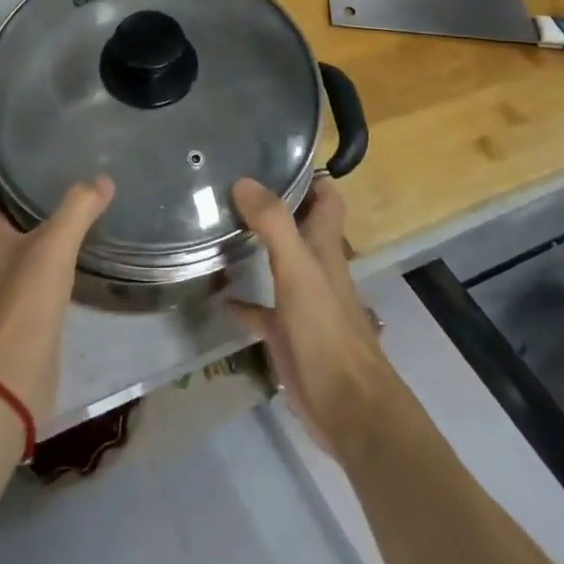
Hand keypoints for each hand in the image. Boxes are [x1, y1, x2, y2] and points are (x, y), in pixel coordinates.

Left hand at [0, 145, 112, 418]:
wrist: (5, 384)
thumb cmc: (20, 306)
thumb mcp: (53, 249)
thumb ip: (77, 209)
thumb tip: (102, 180)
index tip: (2, 148)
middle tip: (33, 166)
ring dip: (11, 213)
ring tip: (52, 196)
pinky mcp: (3, 302)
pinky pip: (9, 259)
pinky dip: (28, 244)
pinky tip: (61, 244)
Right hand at [229, 177, 393, 459]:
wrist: (347, 408)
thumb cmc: (326, 331)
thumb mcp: (297, 270)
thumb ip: (273, 224)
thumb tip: (243, 180)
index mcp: (325, 247)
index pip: (327, 198)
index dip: (309, 176)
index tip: (275, 155)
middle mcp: (316, 267)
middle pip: (299, 225)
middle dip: (274, 205)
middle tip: (231, 185)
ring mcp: (302, 302)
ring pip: (278, 263)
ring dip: (255, 247)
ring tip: (217, 227)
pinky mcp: (287, 334)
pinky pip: (260, 310)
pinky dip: (241, 301)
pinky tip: (216, 296)